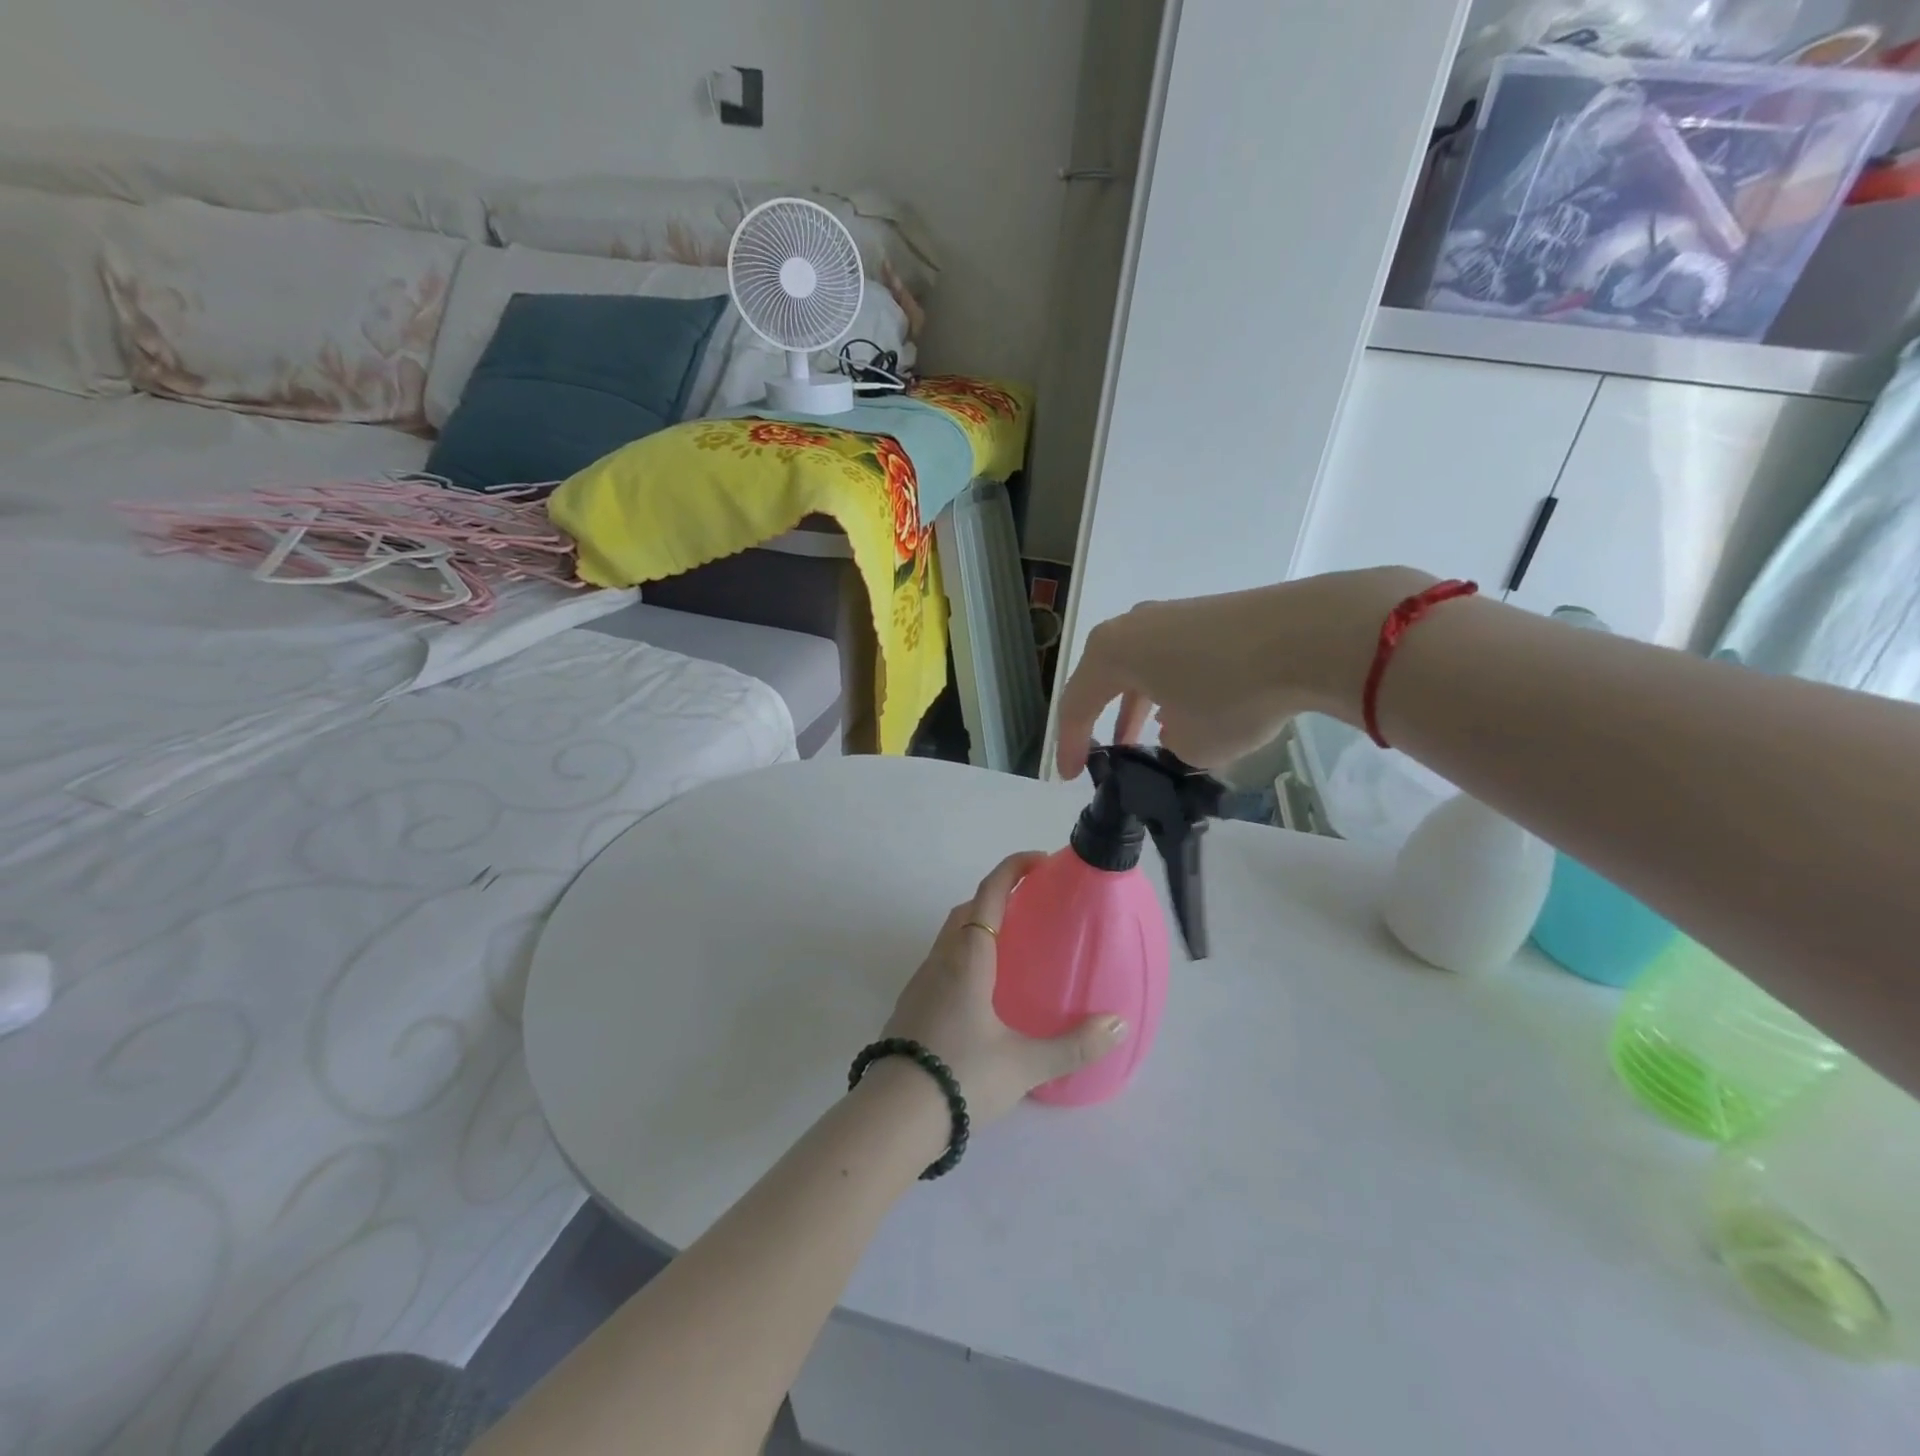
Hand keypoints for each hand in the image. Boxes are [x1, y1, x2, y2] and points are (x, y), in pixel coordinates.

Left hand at [881, 852, 1127, 1125]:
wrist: (893, 1116)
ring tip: (1012, 948)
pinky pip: (941, 962)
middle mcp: (941, 960)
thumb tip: (1118, 1024)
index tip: (1039, 860)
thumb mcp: (1024, 1065)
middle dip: (997, 895)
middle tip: (1032, 906)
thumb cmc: (961, 1077)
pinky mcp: (910, 1006)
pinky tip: (983, 991)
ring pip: (950, 936)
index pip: (989, 894)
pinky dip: (964, 955)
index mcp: (968, 958)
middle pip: (967, 909)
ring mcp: (920, 982)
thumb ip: (1073, 1045)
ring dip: (977, 926)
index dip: (1013, 869)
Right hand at [1054, 566, 1433, 776]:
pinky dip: (1174, 687)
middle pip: (1106, 679)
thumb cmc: (1230, 694)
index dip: (1070, 745)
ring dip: (1141, 704)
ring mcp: (1173, 615)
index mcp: (1110, 653)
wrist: (1308, 636)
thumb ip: (1170, 746)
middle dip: (1106, 721)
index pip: (1076, 705)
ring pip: (1143, 667)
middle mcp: (1133, 626)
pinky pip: (1175, 658)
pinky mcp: (1210, 614)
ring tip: (1151, 738)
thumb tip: (1179, 731)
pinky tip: (1194, 709)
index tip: (1070, 776)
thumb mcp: (1191, 744)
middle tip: (1109, 756)